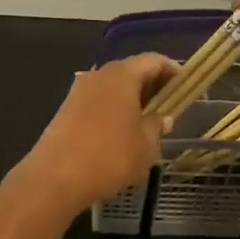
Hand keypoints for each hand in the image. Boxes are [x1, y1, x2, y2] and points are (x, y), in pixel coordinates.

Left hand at [19, 53, 177, 211]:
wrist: (55, 178)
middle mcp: (98, 76)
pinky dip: (112, 110)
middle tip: (167, 103)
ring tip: (146, 120)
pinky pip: (97, 102)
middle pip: (130, 71)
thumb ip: (157, 127)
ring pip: (111, 87)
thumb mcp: (145, 146)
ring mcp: (78, 92)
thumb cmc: (109, 157)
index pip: (152, 61)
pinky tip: (120, 131)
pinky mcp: (65, 110)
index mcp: (122, 76)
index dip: (171, 69)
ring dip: (130, 98)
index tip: (184, 83)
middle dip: (150, 84)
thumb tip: (163, 118)